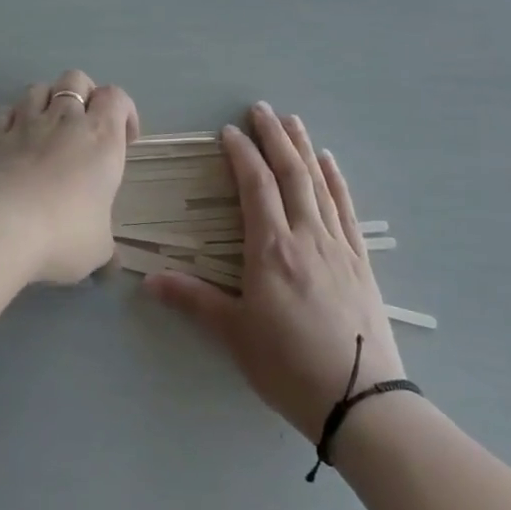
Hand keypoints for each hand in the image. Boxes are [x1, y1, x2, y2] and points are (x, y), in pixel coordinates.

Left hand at [0, 69, 138, 285]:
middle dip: (84, 94)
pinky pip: (5, 112)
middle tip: (85, 127)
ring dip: (46, 101)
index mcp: (101, 137)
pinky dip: (12, 119)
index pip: (117, 97)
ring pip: (38, 87)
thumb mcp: (97, 249)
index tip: (126, 140)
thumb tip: (111, 268)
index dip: (124, 111)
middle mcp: (65, 120)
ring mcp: (25, 124)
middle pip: (76, 79)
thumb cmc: (64, 233)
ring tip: (48, 128)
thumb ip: (105, 250)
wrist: (1, 227)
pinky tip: (15, 141)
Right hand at [145, 102, 404, 438]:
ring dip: (304, 148)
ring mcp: (338, 246)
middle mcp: (306, 236)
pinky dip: (336, 180)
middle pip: (290, 173)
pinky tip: (330, 163)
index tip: (229, 131)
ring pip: (319, 184)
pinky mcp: (361, 262)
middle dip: (274, 137)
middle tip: (261, 108)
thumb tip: (148, 279)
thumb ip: (193, 300)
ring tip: (293, 121)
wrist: (362, 401)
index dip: (242, 154)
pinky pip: (346, 209)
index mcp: (271, 249)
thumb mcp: (235, 335)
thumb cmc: (289, 367)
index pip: (255, 186)